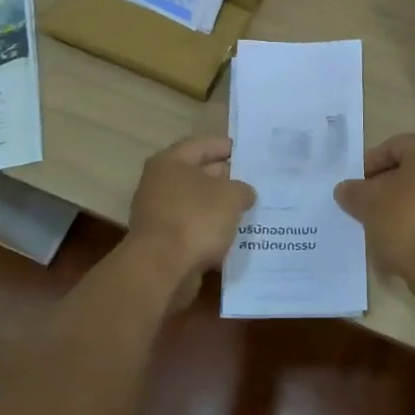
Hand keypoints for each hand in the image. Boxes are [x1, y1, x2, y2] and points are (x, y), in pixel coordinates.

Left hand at [127, 136, 255, 304]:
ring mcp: (159, 214)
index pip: (203, 145)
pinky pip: (193, 229)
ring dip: (220, 207)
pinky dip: (211, 231)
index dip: (227, 147)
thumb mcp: (231, 196)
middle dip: (227, 179)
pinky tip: (234, 237)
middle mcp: (160, 184)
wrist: (161, 269)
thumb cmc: (196, 219)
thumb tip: (243, 193)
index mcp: (170, 162)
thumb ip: (242, 189)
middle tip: (255, 182)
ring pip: (197, 204)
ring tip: (250, 210)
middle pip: (198, 174)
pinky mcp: (163, 242)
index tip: (250, 153)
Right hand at [334, 131, 414, 293]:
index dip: (368, 164)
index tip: (353, 185)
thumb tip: (344, 189)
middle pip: (405, 171)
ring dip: (392, 207)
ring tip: (371, 224)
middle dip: (379, 187)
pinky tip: (390, 240)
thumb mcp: (369, 203)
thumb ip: (353, 192)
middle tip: (359, 204)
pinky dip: (408, 223)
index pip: (392, 147)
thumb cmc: (406, 222)